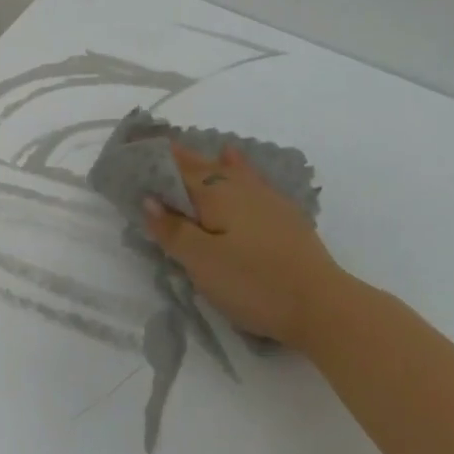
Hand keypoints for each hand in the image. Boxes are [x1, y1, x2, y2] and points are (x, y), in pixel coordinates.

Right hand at [143, 144, 347, 347]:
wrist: (321, 304)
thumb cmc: (253, 284)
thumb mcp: (202, 262)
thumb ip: (173, 230)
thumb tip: (149, 199)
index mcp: (217, 193)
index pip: (178, 170)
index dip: (154, 161)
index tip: (132, 149)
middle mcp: (241, 187)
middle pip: (203, 166)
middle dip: (178, 159)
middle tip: (155, 151)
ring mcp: (267, 199)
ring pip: (229, 171)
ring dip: (206, 162)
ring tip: (190, 151)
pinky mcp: (284, 216)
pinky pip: (250, 179)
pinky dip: (237, 168)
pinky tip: (237, 163)